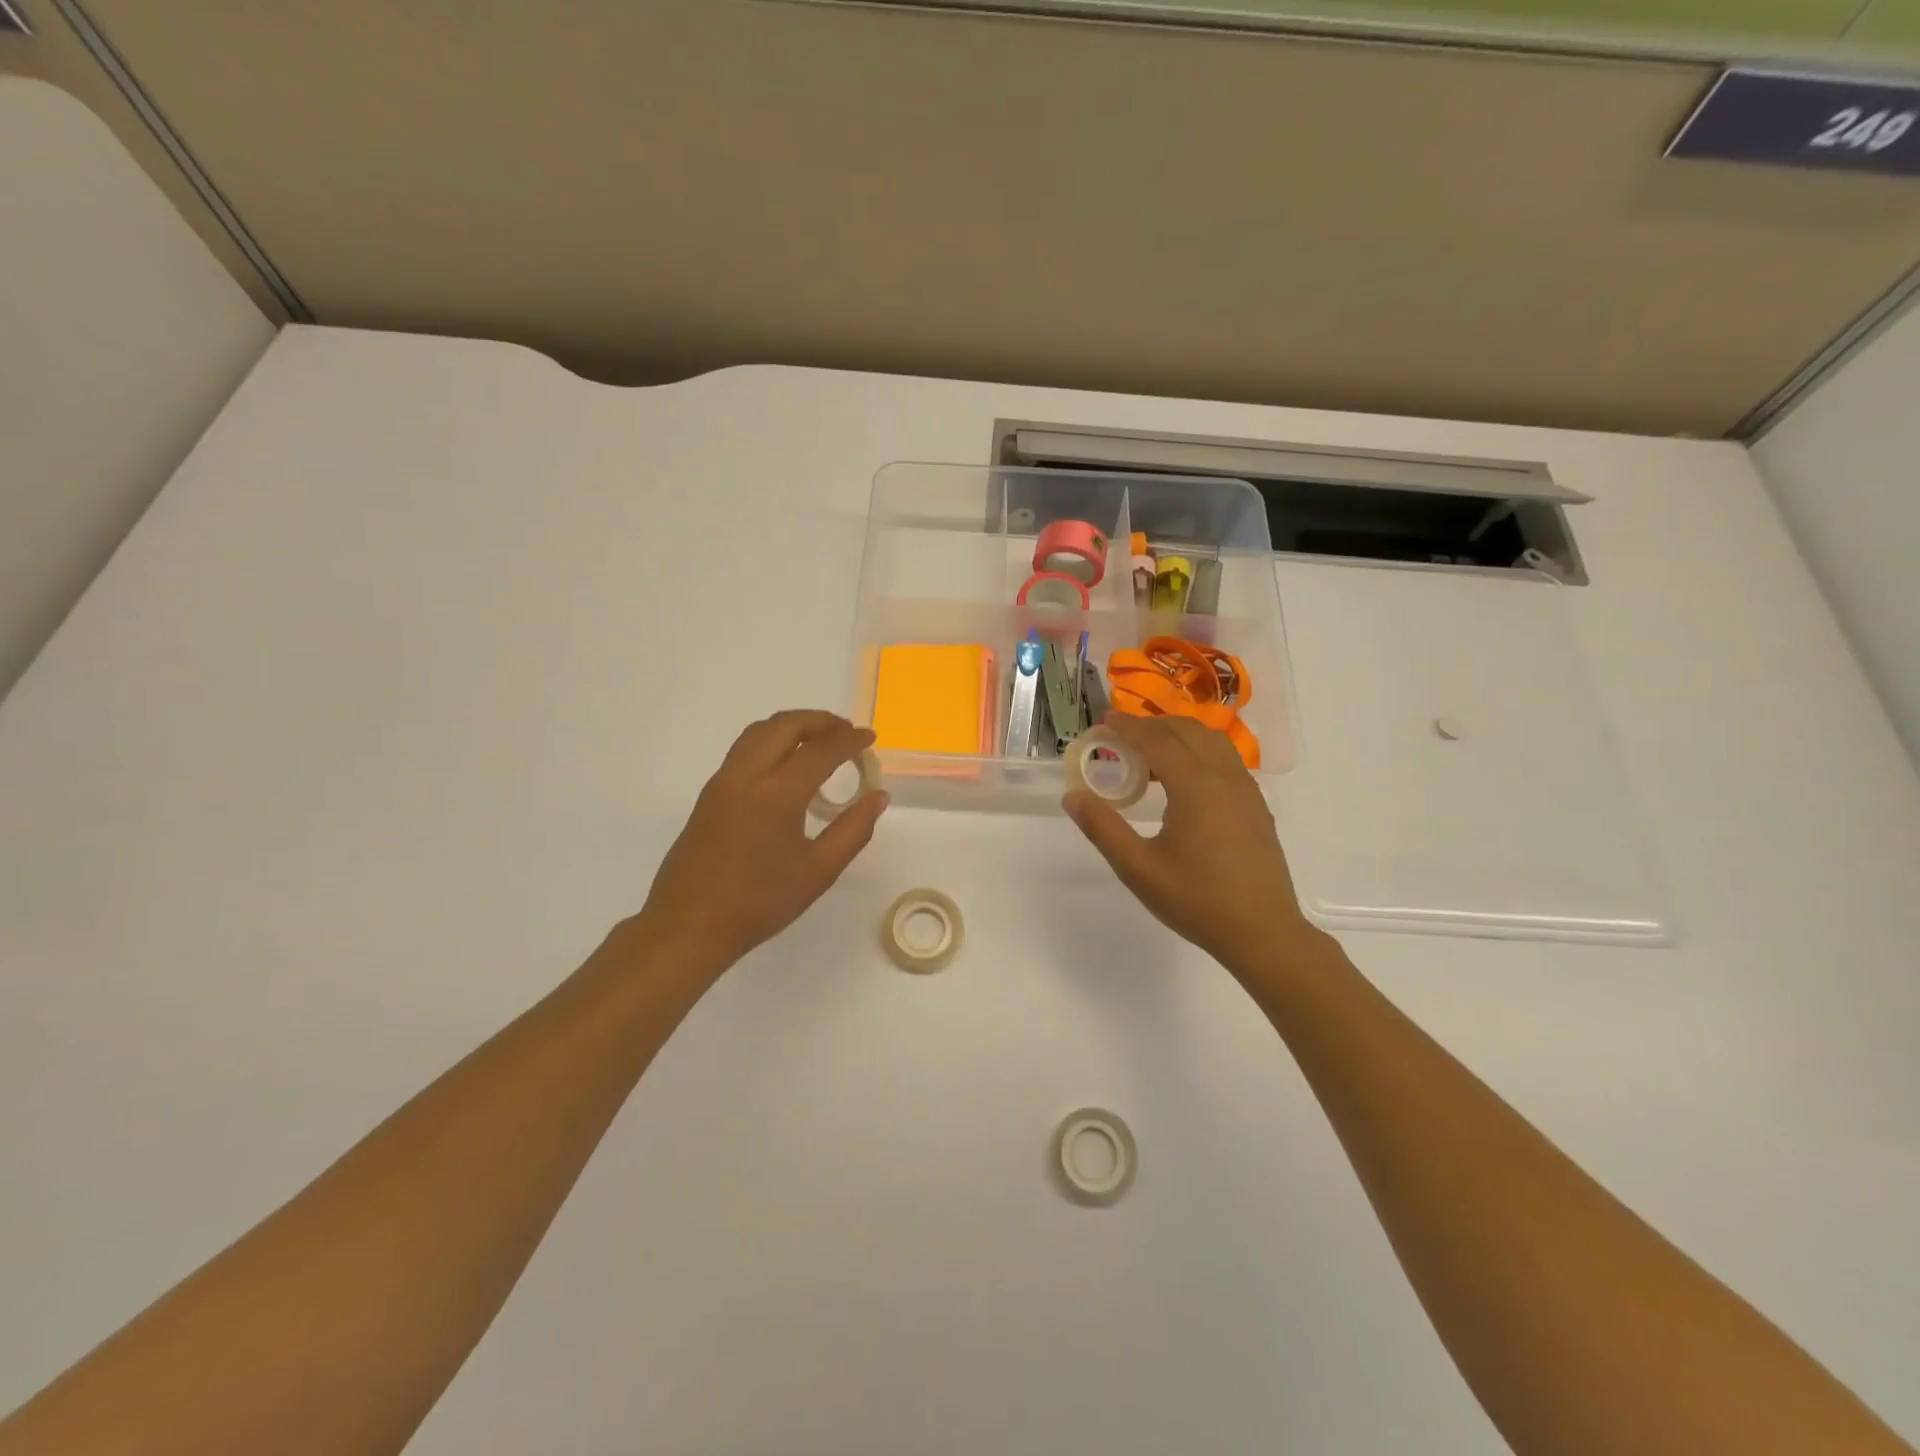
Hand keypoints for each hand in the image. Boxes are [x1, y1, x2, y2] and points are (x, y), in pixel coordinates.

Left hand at [634, 711, 888, 974]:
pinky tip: (788, 768)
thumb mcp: (819, 871)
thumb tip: (878, 797)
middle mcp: (747, 775)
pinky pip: (745, 749)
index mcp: (778, 793)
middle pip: (786, 725)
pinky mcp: (709, 793)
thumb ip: (854, 829)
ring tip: (820, 743)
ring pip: (760, 731)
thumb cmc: (759, 903)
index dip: (850, 739)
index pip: (821, 749)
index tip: (870, 738)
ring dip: (793, 727)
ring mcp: (723, 781)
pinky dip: (773, 742)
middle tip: (847, 734)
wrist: (688, 926)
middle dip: (821, 721)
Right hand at [1063, 713, 1325, 974]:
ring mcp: (1246, 790)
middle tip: (1121, 735)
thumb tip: (1072, 796)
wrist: (1262, 932)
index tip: (1104, 720)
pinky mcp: (1256, 806)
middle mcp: (1224, 777)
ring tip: (1150, 753)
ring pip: (1211, 741)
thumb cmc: (1196, 900)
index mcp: (1195, 786)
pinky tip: (1183, 780)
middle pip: (1187, 731)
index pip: (1157, 739)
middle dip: (1152, 725)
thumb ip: (1103, 828)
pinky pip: (1226, 760)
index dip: (1128, 726)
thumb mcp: (1138, 869)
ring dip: (1178, 735)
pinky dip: (1199, 752)